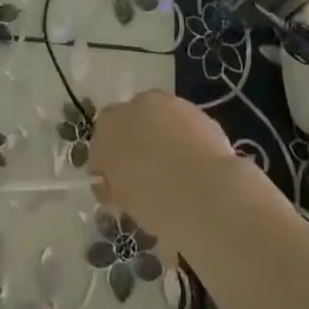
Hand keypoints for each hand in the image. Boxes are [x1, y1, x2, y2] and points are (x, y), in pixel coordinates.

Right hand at [87, 90, 240, 248]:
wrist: (209, 193)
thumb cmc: (158, 205)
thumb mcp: (126, 204)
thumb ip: (112, 188)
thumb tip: (109, 184)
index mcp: (107, 131)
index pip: (100, 144)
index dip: (107, 164)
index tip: (116, 184)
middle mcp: (132, 108)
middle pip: (126, 123)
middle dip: (132, 143)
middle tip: (144, 174)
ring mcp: (166, 103)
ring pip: (155, 117)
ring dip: (158, 134)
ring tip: (173, 168)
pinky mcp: (194, 108)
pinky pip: (180, 121)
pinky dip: (182, 135)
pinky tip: (193, 161)